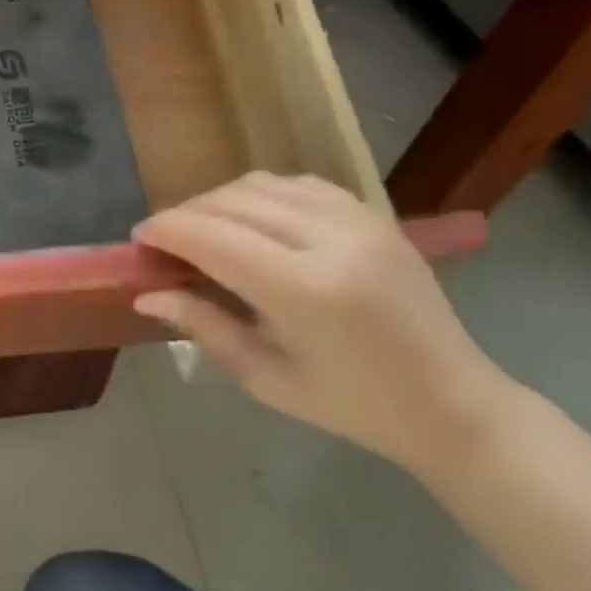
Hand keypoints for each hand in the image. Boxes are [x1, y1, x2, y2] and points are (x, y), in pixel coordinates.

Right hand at [133, 173, 512, 476]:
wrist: (452, 403)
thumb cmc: (350, 405)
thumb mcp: (264, 377)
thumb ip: (203, 326)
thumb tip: (146, 295)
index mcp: (305, 291)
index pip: (213, 238)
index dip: (166, 231)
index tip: (138, 240)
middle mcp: (333, 243)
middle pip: (233, 203)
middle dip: (185, 214)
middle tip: (163, 242)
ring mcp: (361, 223)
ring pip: (263, 185)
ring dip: (219, 201)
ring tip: (202, 230)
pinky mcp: (376, 218)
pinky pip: (300, 185)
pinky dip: (261, 195)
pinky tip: (249, 220)